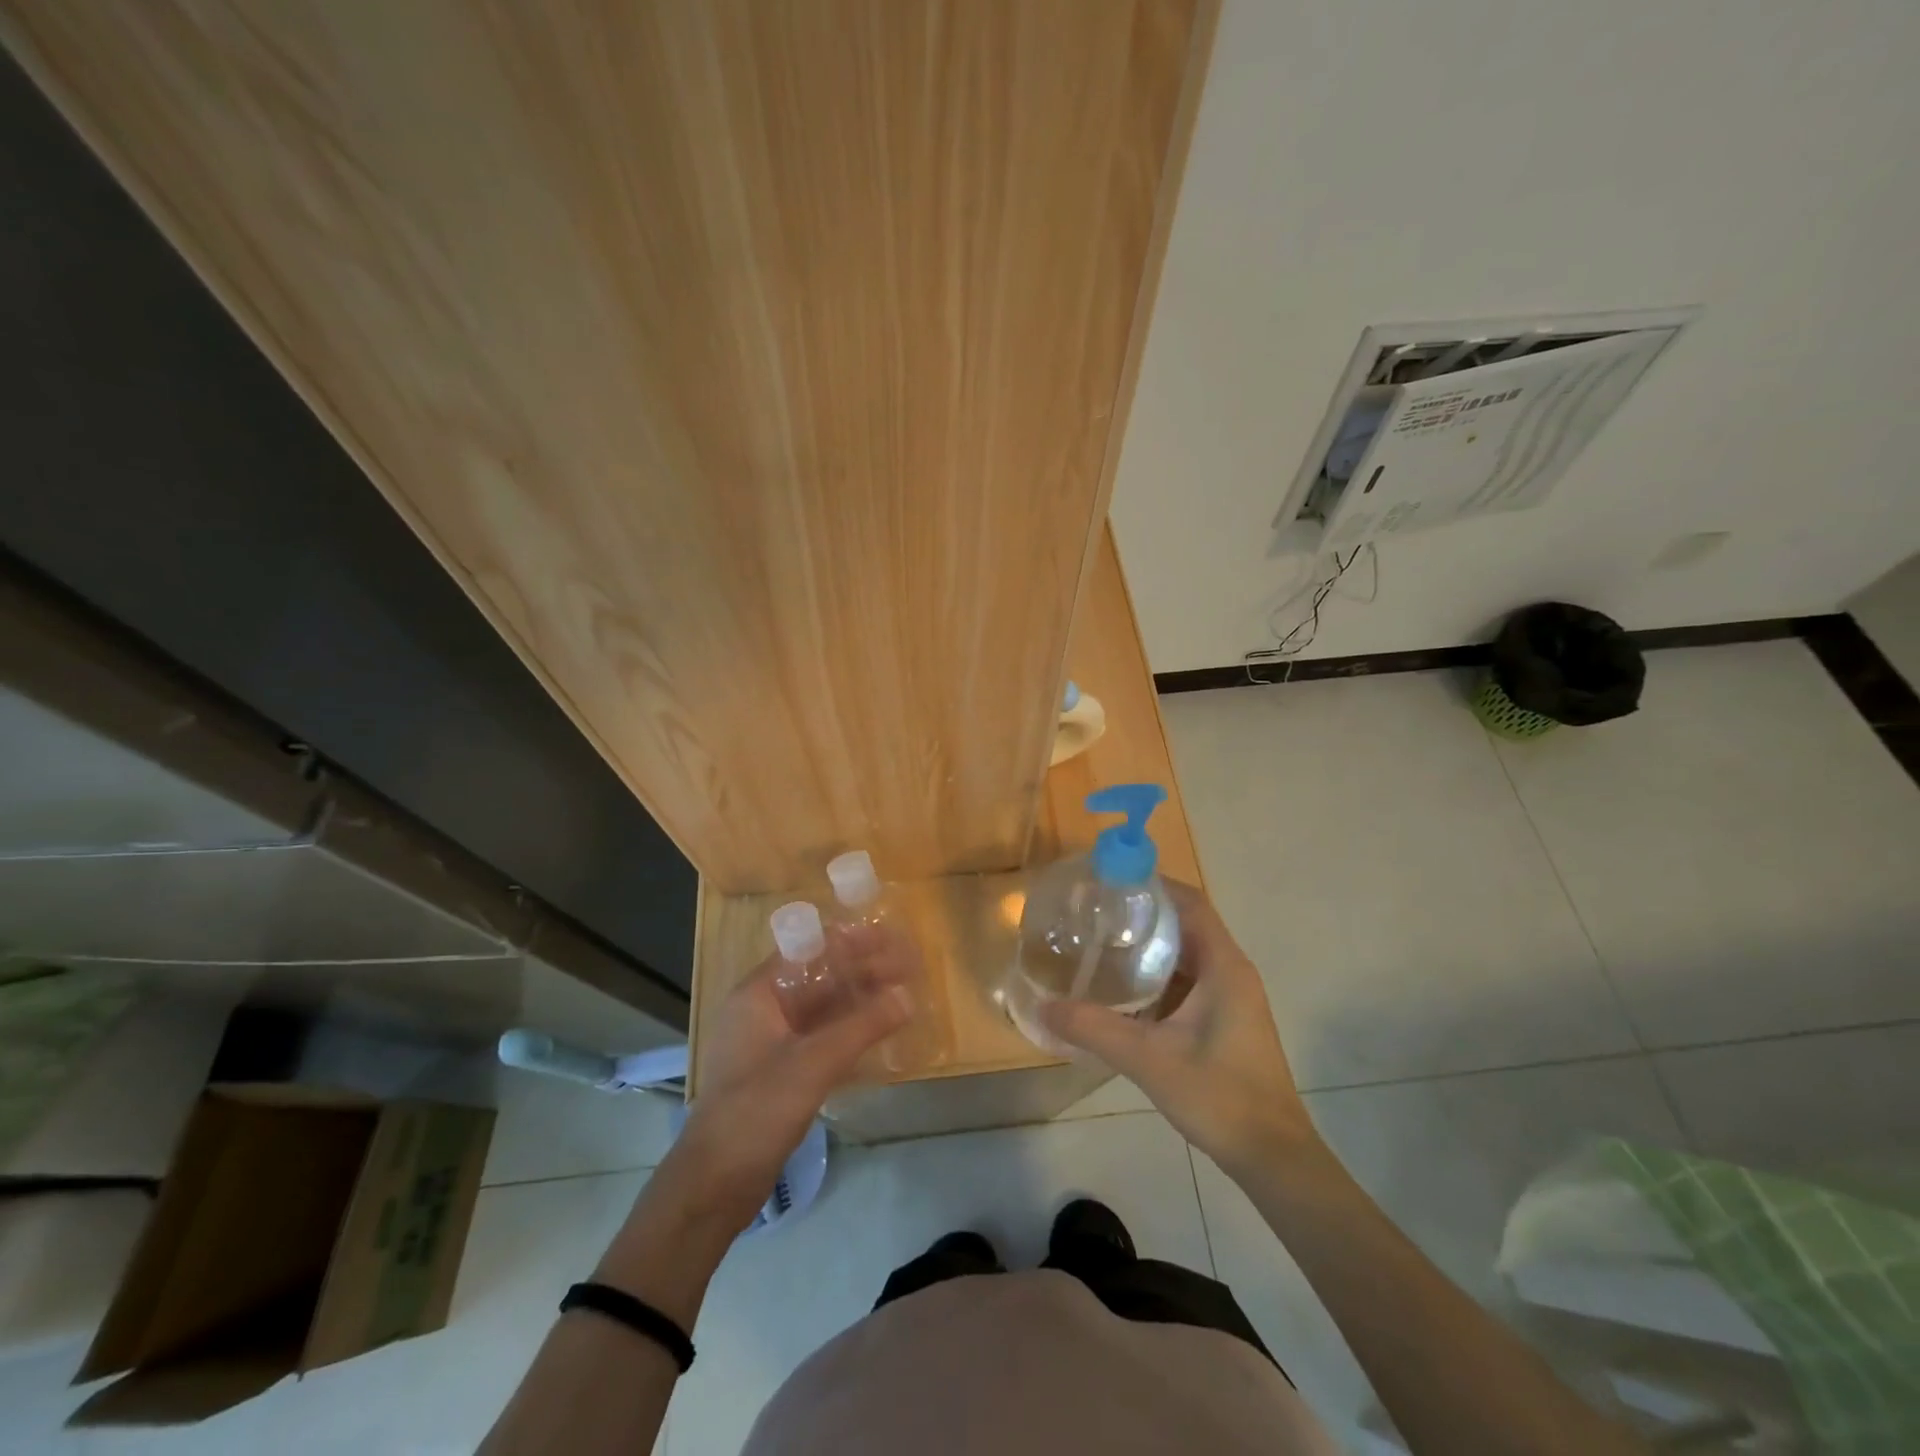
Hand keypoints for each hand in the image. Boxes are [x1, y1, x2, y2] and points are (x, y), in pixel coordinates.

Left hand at [673, 955, 910, 1232]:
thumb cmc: (756, 1109)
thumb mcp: (814, 1062)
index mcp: (758, 994)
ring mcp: (771, 1042)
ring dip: (859, 1001)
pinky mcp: (780, 1072)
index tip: (889, 937)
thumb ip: (863, 1026)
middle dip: (862, 971)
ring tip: (902, 995)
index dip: (850, 941)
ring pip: (822, 1009)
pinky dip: (849, 1031)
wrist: (714, 1185)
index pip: (808, 949)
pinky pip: (821, 1037)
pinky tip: (879, 1033)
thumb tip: (908, 996)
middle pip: (819, 978)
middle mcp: (762, 1010)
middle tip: (908, 966)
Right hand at [1040, 880, 1315, 1174]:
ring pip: (1186, 955)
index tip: (1111, 880)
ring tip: (1101, 943)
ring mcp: (1232, 998)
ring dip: (1149, 946)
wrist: (1273, 1157)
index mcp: (1223, 966)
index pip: (1190, 903)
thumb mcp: (1148, 1059)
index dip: (1154, 884)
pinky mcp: (1226, 1020)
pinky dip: (1157, 976)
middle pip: (1186, 923)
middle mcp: (1231, 972)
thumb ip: (1094, 1029)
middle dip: (1143, 913)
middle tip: (1096, 912)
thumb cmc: (1219, 1096)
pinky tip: (1123, 990)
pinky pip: (1188, 982)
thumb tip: (1043, 1007)